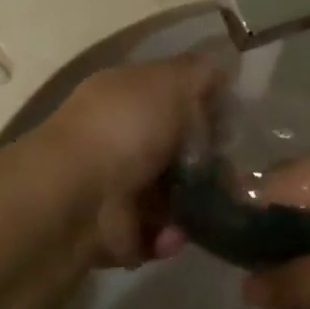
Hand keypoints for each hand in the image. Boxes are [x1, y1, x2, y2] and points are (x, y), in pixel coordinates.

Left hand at [38, 55, 220, 267]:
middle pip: (171, 148)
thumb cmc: (125, 129)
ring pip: (167, 195)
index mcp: (122, 96)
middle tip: (233, 173)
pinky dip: (167, 236)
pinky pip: (153, 235)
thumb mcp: (169, 82)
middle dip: (205, 163)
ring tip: (214, 210)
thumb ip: (197, 74)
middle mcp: (114, 137)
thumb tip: (219, 72)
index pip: (168, 95)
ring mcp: (111, 186)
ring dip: (192, 205)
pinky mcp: (112, 231)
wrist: (76, 198)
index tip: (233, 122)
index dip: (202, 106)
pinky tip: (174, 232)